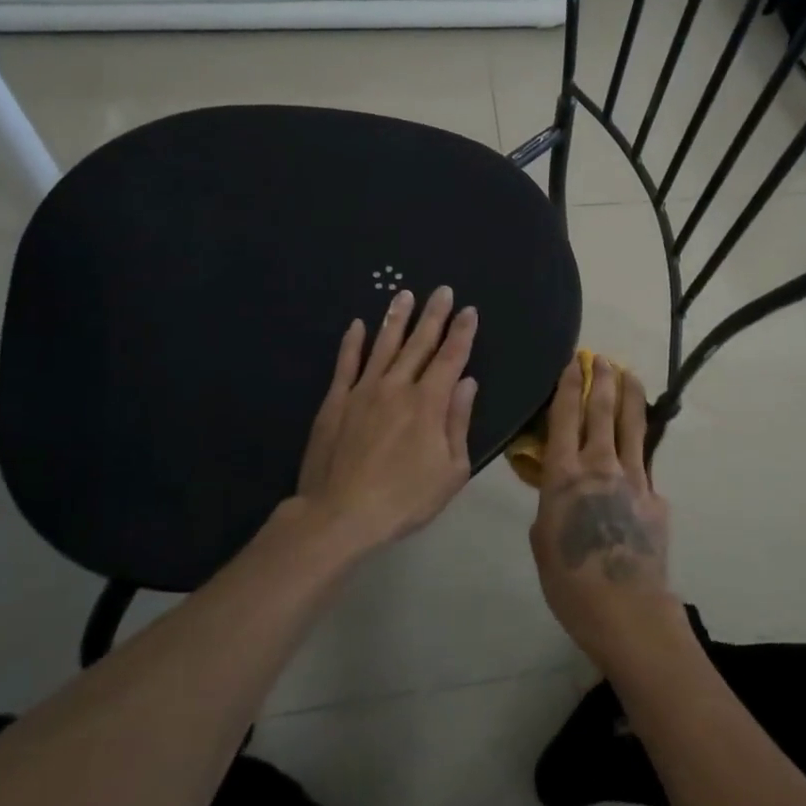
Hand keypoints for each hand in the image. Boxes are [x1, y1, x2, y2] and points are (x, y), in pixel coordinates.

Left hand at [293, 286, 478, 550]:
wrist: (339, 515)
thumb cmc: (404, 499)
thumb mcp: (450, 470)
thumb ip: (458, 422)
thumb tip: (467, 382)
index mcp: (429, 403)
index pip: (451, 358)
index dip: (462, 332)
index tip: (470, 310)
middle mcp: (397, 387)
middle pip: (420, 343)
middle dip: (434, 315)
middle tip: (443, 290)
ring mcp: (363, 391)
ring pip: (383, 345)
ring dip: (396, 318)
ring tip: (404, 294)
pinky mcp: (336, 401)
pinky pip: (346, 364)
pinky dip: (352, 343)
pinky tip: (356, 325)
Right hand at [529, 356, 681, 672]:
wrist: (626, 609)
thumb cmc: (570, 581)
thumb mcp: (541, 538)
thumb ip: (550, 503)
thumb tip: (560, 489)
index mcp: (564, 474)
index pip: (566, 416)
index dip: (570, 385)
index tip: (574, 362)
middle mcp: (600, 465)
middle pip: (603, 410)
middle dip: (602, 379)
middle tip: (602, 358)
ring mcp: (634, 478)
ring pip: (633, 425)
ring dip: (630, 395)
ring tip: (629, 373)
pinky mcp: (656, 496)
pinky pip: (646, 464)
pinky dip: (641, 447)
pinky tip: (640, 446)